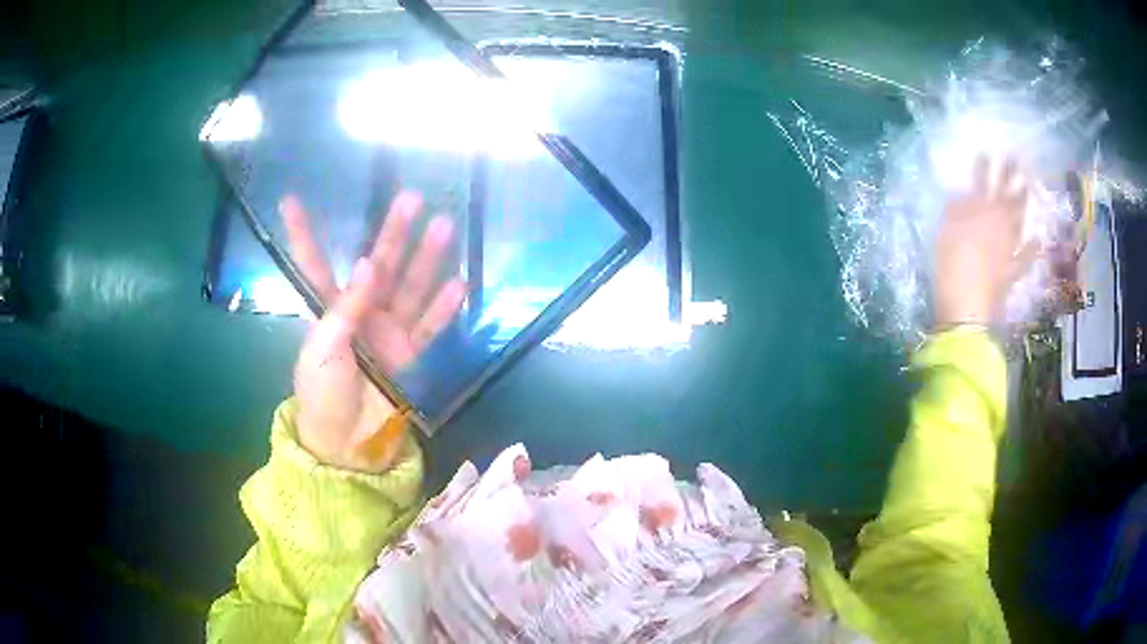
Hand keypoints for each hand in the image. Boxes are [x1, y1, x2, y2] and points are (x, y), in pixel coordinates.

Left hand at [281, 192, 465, 471]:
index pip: (313, 264)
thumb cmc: (322, 393)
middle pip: (379, 265)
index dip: (302, 234)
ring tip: (445, 226)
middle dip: (394, 232)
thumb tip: (367, 262)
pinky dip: (445, 308)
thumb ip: (347, 307)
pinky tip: (459, 283)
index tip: (290, 201)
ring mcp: (390, 332)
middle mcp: (363, 312)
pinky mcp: (412, 355)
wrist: (348, 443)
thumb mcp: (324, 349)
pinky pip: (431, 326)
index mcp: (329, 309)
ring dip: (428, 259)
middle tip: (412, 198)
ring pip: (411, 287)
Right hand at [933, 156, 1037, 328]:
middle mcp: (998, 224)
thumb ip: (955, 211)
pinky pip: (1024, 258)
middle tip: (1016, 161)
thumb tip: (961, 197)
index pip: (982, 182)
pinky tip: (1037, 240)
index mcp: (980, 211)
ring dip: (1022, 204)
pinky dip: (1031, 249)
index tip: (988, 151)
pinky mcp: (1010, 271)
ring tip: (1026, 188)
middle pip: (1006, 196)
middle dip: (1010, 177)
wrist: (966, 307)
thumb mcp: (945, 231)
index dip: (984, 167)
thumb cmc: (951, 265)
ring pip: (1017, 221)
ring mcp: (1007, 248)